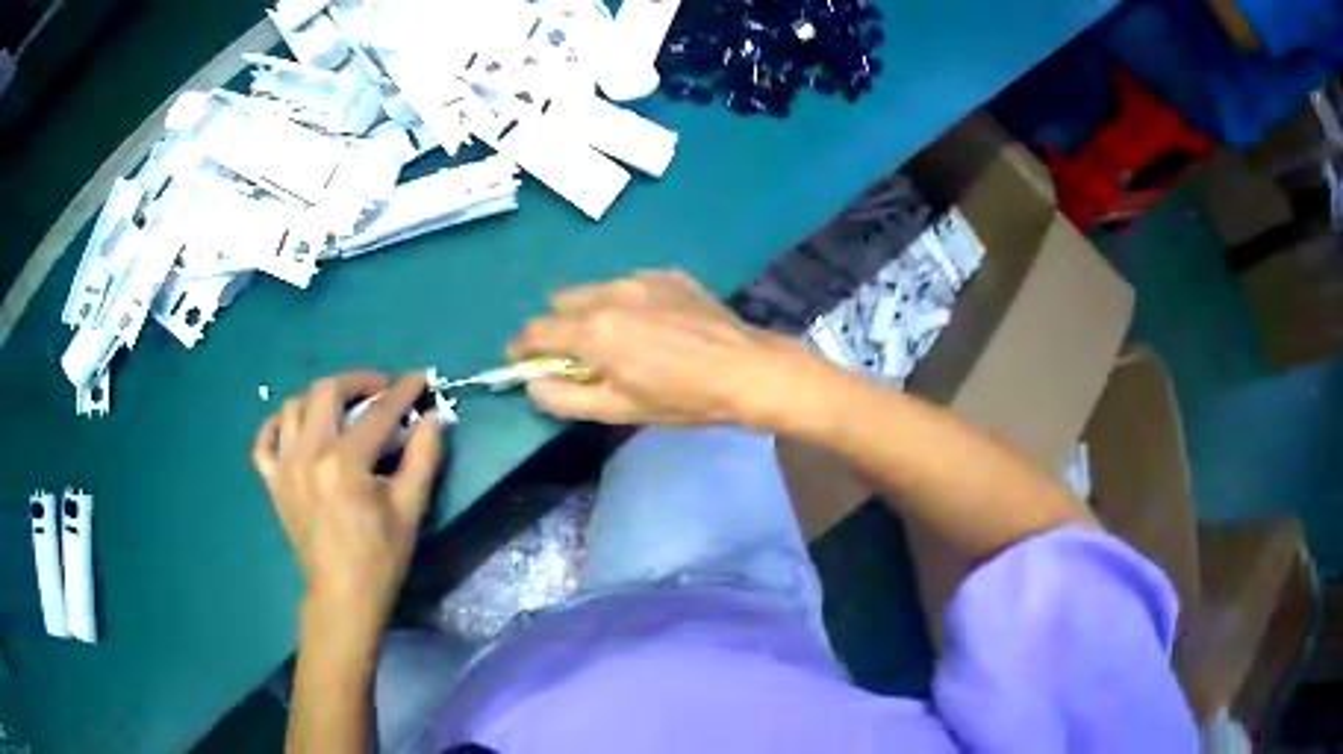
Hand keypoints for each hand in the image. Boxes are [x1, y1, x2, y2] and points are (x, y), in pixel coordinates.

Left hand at [251, 372, 442, 644]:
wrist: (343, 596)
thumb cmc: (380, 557)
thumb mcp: (410, 509)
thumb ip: (423, 457)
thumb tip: (433, 417)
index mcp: (345, 462)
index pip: (378, 411)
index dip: (403, 391)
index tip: (420, 378)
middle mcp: (308, 453)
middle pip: (327, 391)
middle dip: (358, 381)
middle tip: (380, 390)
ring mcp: (284, 466)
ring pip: (294, 406)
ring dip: (320, 398)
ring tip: (341, 409)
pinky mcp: (272, 482)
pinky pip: (264, 440)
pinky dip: (277, 425)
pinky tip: (296, 427)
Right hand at [510, 270, 823, 427]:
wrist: (746, 369)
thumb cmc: (681, 398)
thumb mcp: (618, 410)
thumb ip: (565, 398)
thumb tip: (533, 385)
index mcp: (593, 330)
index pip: (536, 331)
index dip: (521, 347)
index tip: (520, 359)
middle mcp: (609, 294)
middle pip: (560, 303)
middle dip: (556, 326)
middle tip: (574, 353)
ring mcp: (641, 279)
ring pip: (595, 289)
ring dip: (590, 311)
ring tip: (617, 337)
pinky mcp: (667, 274)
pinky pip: (630, 284)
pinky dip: (626, 302)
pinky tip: (652, 324)